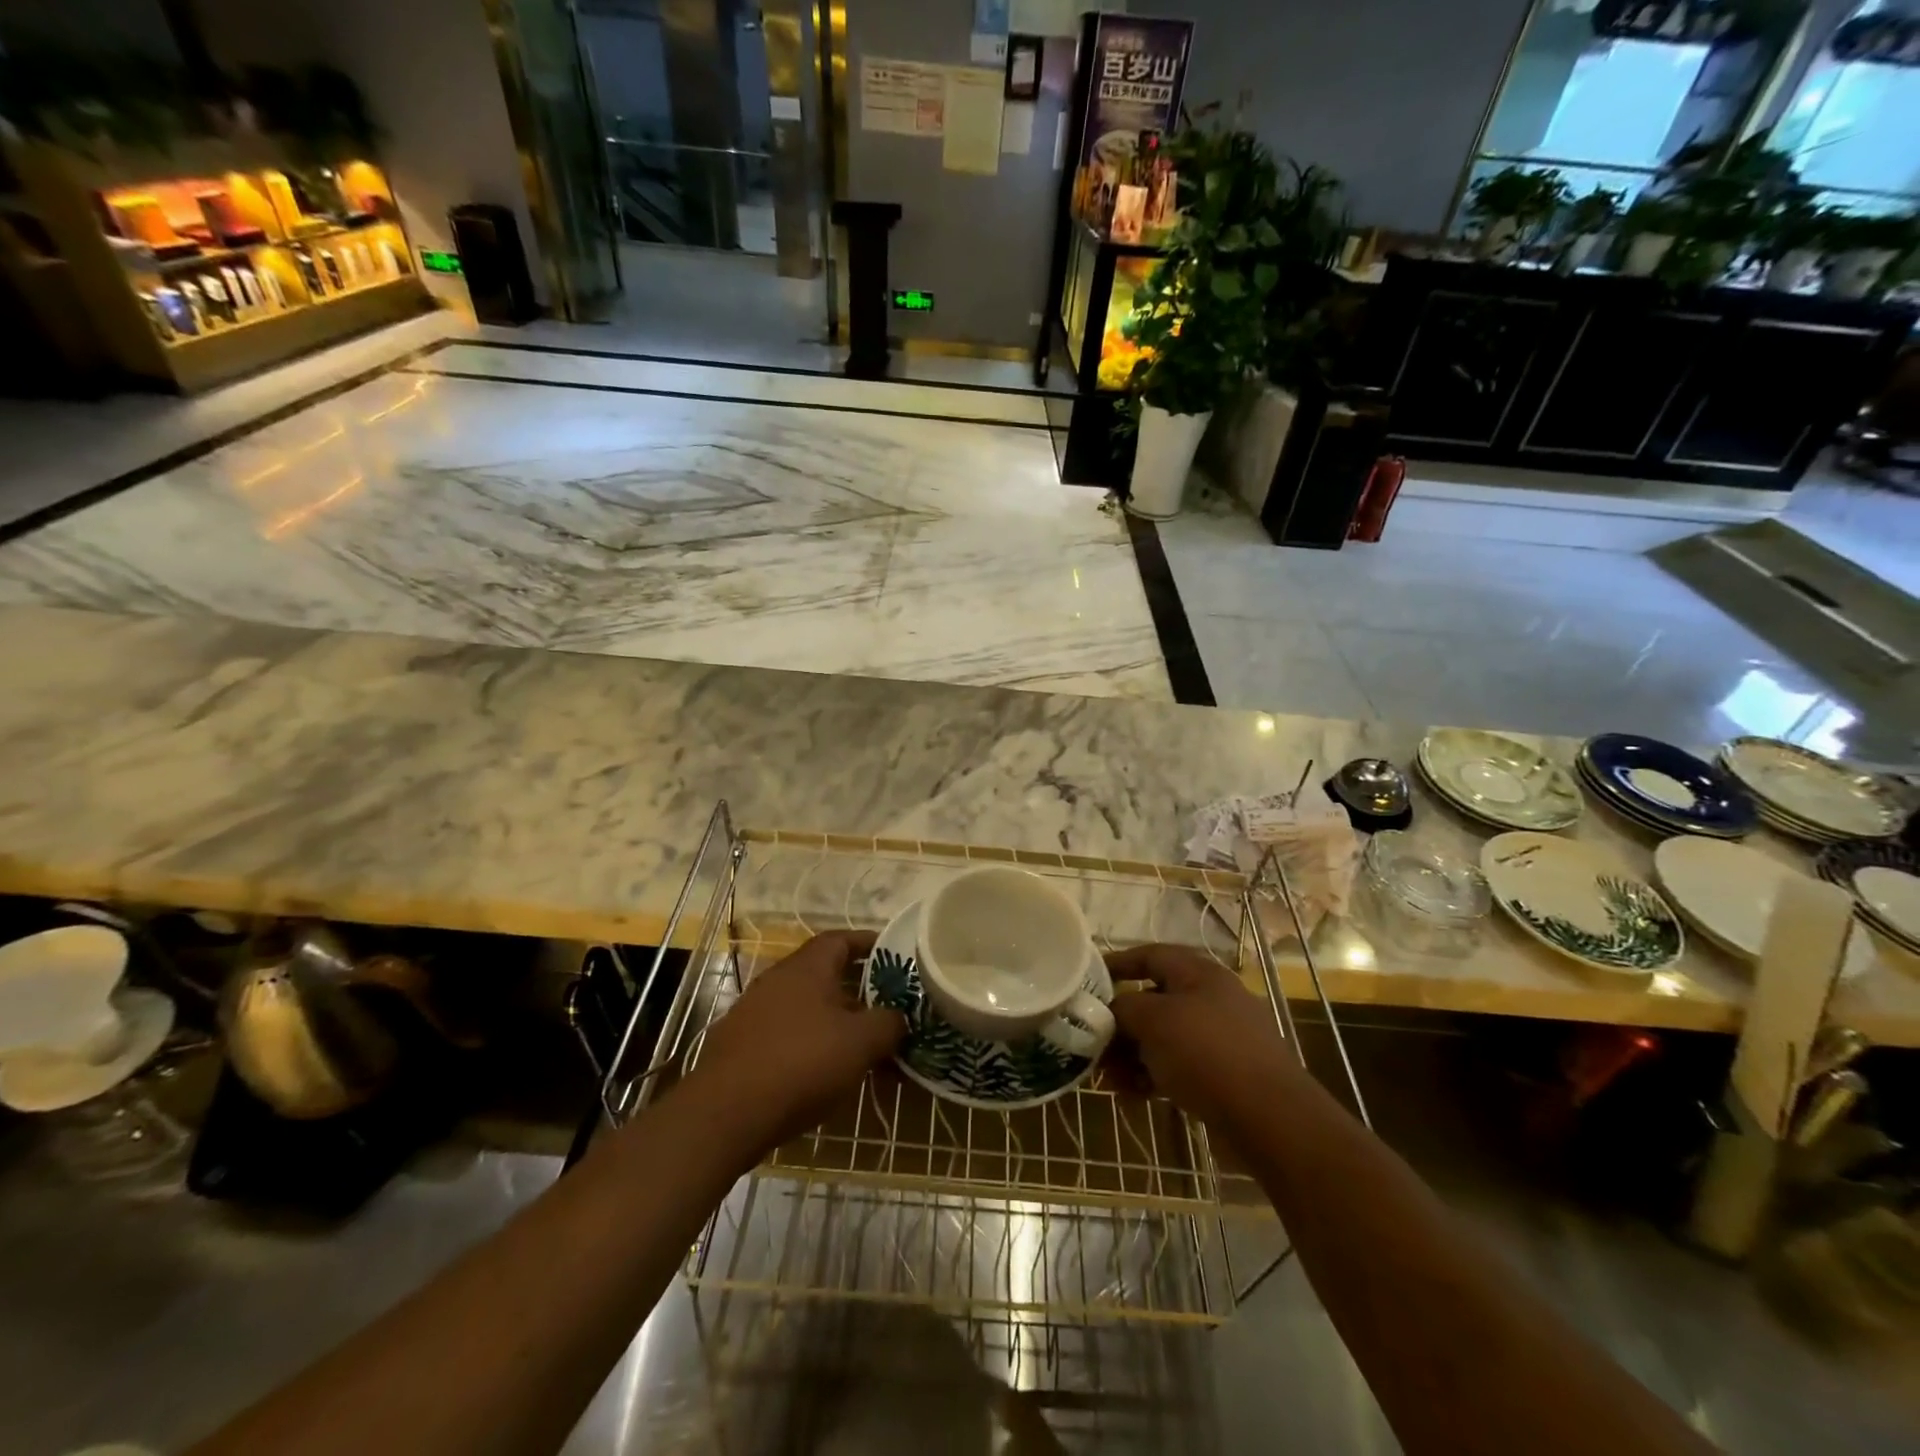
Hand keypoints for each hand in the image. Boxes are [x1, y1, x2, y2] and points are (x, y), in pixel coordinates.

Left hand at [682, 931, 904, 1153]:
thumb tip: (898, 1017)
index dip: (869, 943)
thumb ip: (888, 1023)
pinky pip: (787, 1035)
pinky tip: (825, 1074)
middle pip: (825, 975)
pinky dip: (811, 1045)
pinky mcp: (741, 1047)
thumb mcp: (861, 1042)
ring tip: (862, 1048)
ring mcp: (754, 1013)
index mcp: (807, 967)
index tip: (894, 955)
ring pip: (807, 1008)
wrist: (726, 1114)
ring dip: (835, 1022)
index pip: (841, 938)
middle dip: (858, 991)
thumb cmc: (802, 1063)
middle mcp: (777, 980)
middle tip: (886, 1008)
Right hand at [1107, 943, 1296, 1124]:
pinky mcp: (1224, 1076)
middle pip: (1154, 1000)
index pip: (1151, 955)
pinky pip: (1178, 1067)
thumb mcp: (1153, 1019)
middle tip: (1093, 1043)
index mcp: (1199, 974)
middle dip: (1120, 1023)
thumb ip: (1123, 1007)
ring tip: (1109, 1079)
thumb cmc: (1206, 1053)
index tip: (1088, 979)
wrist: (1269, 1119)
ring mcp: (1221, 1039)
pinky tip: (1133, 1096)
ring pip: (1164, 1038)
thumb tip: (1111, 1012)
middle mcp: (1211, 1000)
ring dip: (1132, 1055)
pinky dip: (1153, 1076)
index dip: (1118, 963)